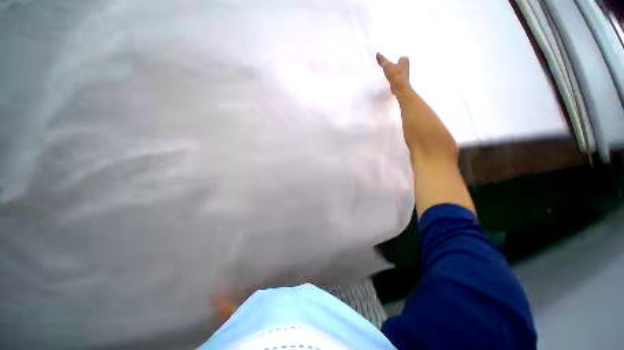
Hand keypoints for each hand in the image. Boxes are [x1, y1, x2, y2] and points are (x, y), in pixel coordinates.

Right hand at [376, 53, 410, 95]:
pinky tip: (389, 79)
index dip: (396, 58)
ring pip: (398, 71)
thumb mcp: (387, 66)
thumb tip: (377, 54)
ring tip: (387, 72)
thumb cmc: (395, 75)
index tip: (390, 60)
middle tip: (388, 65)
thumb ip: (382, 60)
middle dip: (395, 65)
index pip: (401, 57)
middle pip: (399, 64)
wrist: (399, 88)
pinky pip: (396, 77)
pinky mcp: (401, 81)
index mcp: (405, 60)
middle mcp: (406, 66)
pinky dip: (393, 77)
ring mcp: (404, 74)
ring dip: (394, 71)